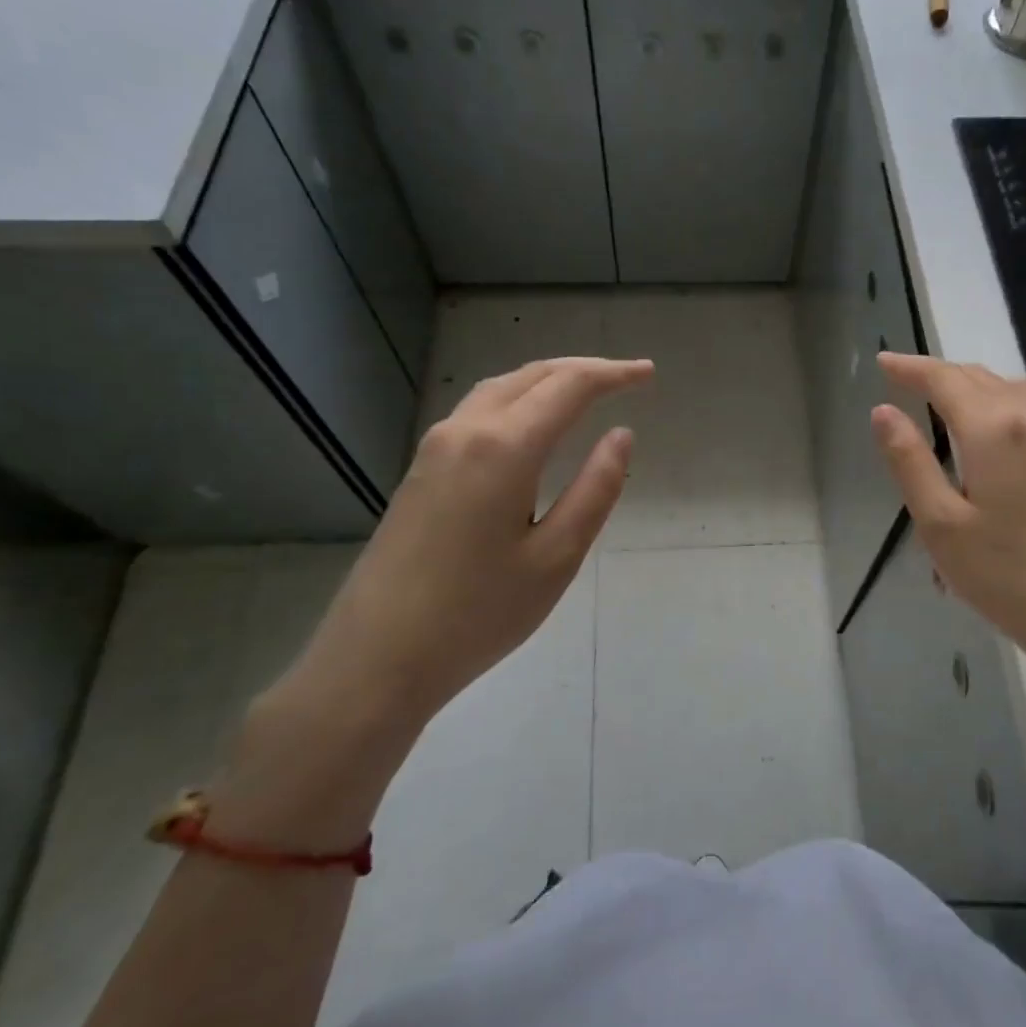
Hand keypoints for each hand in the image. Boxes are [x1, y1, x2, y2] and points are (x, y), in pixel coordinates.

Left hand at [304, 357, 653, 717]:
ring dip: (547, 379)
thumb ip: (595, 489)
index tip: (648, 373)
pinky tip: (531, 422)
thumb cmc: (479, 614)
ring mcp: (436, 447)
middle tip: (627, 377)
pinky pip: (478, 410)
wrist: (377, 657)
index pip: (568, 386)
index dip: (613, 374)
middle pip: (531, 376)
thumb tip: (621, 435)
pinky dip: (518, 398)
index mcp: (504, 448)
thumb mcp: (556, 557)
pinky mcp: (421, 469)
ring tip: (585, 390)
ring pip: (500, 388)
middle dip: (583, 369)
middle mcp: (465, 431)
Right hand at [871, 353, 1025, 756]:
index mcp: (993, 429)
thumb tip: (883, 411)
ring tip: (939, 393)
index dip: (910, 368)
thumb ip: (910, 461)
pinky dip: (995, 399)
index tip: (882, 361)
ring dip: (970, 381)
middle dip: (938, 370)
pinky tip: (986, 425)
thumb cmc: (1007, 576)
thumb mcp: (940, 524)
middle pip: (979, 376)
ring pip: (1008, 389)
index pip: (945, 380)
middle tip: (902, 376)